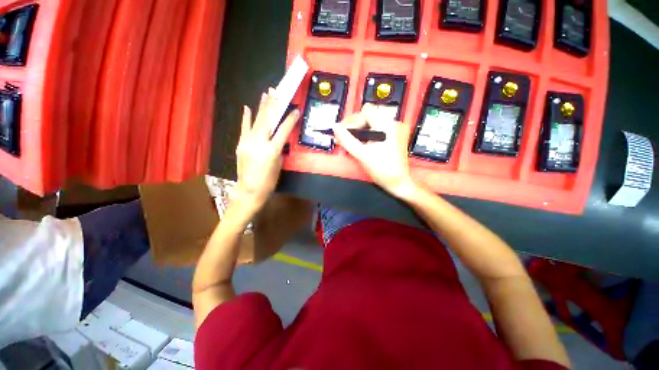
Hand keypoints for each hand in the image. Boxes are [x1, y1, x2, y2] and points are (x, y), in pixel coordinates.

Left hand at [234, 88, 299, 210]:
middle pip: (267, 120)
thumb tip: (278, 137)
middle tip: (275, 91)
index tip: (296, 110)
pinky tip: (247, 107)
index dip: (290, 119)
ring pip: (256, 121)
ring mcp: (247, 142)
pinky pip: (244, 128)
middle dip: (272, 104)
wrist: (249, 190)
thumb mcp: (278, 164)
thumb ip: (278, 149)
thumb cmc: (269, 181)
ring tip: (265, 94)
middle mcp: (259, 143)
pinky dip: (246, 118)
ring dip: (261, 107)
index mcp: (272, 151)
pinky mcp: (240, 144)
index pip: (283, 131)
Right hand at [333, 103, 416, 198]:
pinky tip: (360, 143)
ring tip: (350, 141)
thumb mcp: (361, 154)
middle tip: (344, 137)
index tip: (346, 134)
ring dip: (359, 130)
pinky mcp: (394, 137)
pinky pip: (377, 130)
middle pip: (368, 116)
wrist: (398, 183)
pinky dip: (367, 135)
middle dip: (354, 125)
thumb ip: (347, 139)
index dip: (354, 121)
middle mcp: (393, 123)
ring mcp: (395, 130)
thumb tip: (335, 127)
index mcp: (387, 125)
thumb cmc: (382, 170)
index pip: (366, 111)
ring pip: (372, 123)